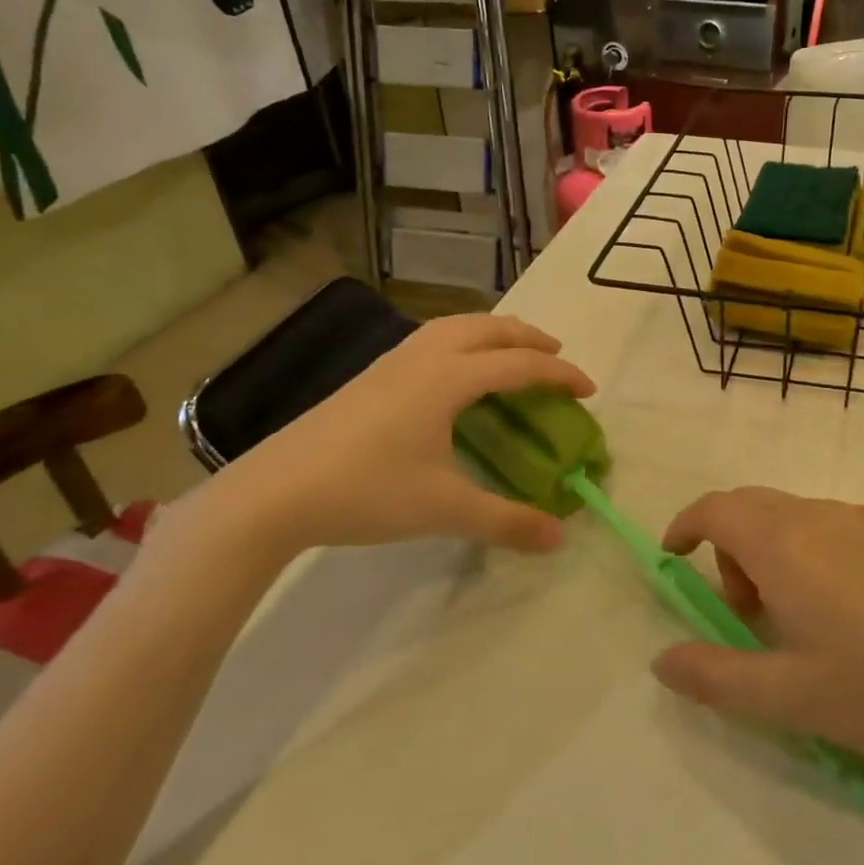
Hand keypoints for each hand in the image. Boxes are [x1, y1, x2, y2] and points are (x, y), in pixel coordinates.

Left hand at [207, 314, 594, 558]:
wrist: (275, 493)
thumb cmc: (367, 491)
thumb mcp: (444, 509)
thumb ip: (506, 520)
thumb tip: (560, 537)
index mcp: (449, 378)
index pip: (519, 364)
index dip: (560, 373)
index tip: (588, 390)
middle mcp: (424, 357)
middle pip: (488, 328)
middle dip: (528, 336)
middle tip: (556, 355)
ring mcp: (392, 362)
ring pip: (454, 326)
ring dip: (492, 332)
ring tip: (510, 352)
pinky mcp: (370, 375)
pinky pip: (431, 339)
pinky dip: (461, 341)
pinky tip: (454, 372)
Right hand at [652, 487, 863, 768]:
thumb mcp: (788, 698)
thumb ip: (714, 676)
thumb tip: (661, 660)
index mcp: (784, 544)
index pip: (716, 508)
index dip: (686, 525)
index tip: (675, 558)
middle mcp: (819, 514)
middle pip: (751, 506)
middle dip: (729, 547)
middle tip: (745, 611)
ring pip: (795, 514)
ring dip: (773, 549)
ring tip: (800, 616)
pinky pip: (836, 524)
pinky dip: (815, 549)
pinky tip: (852, 608)